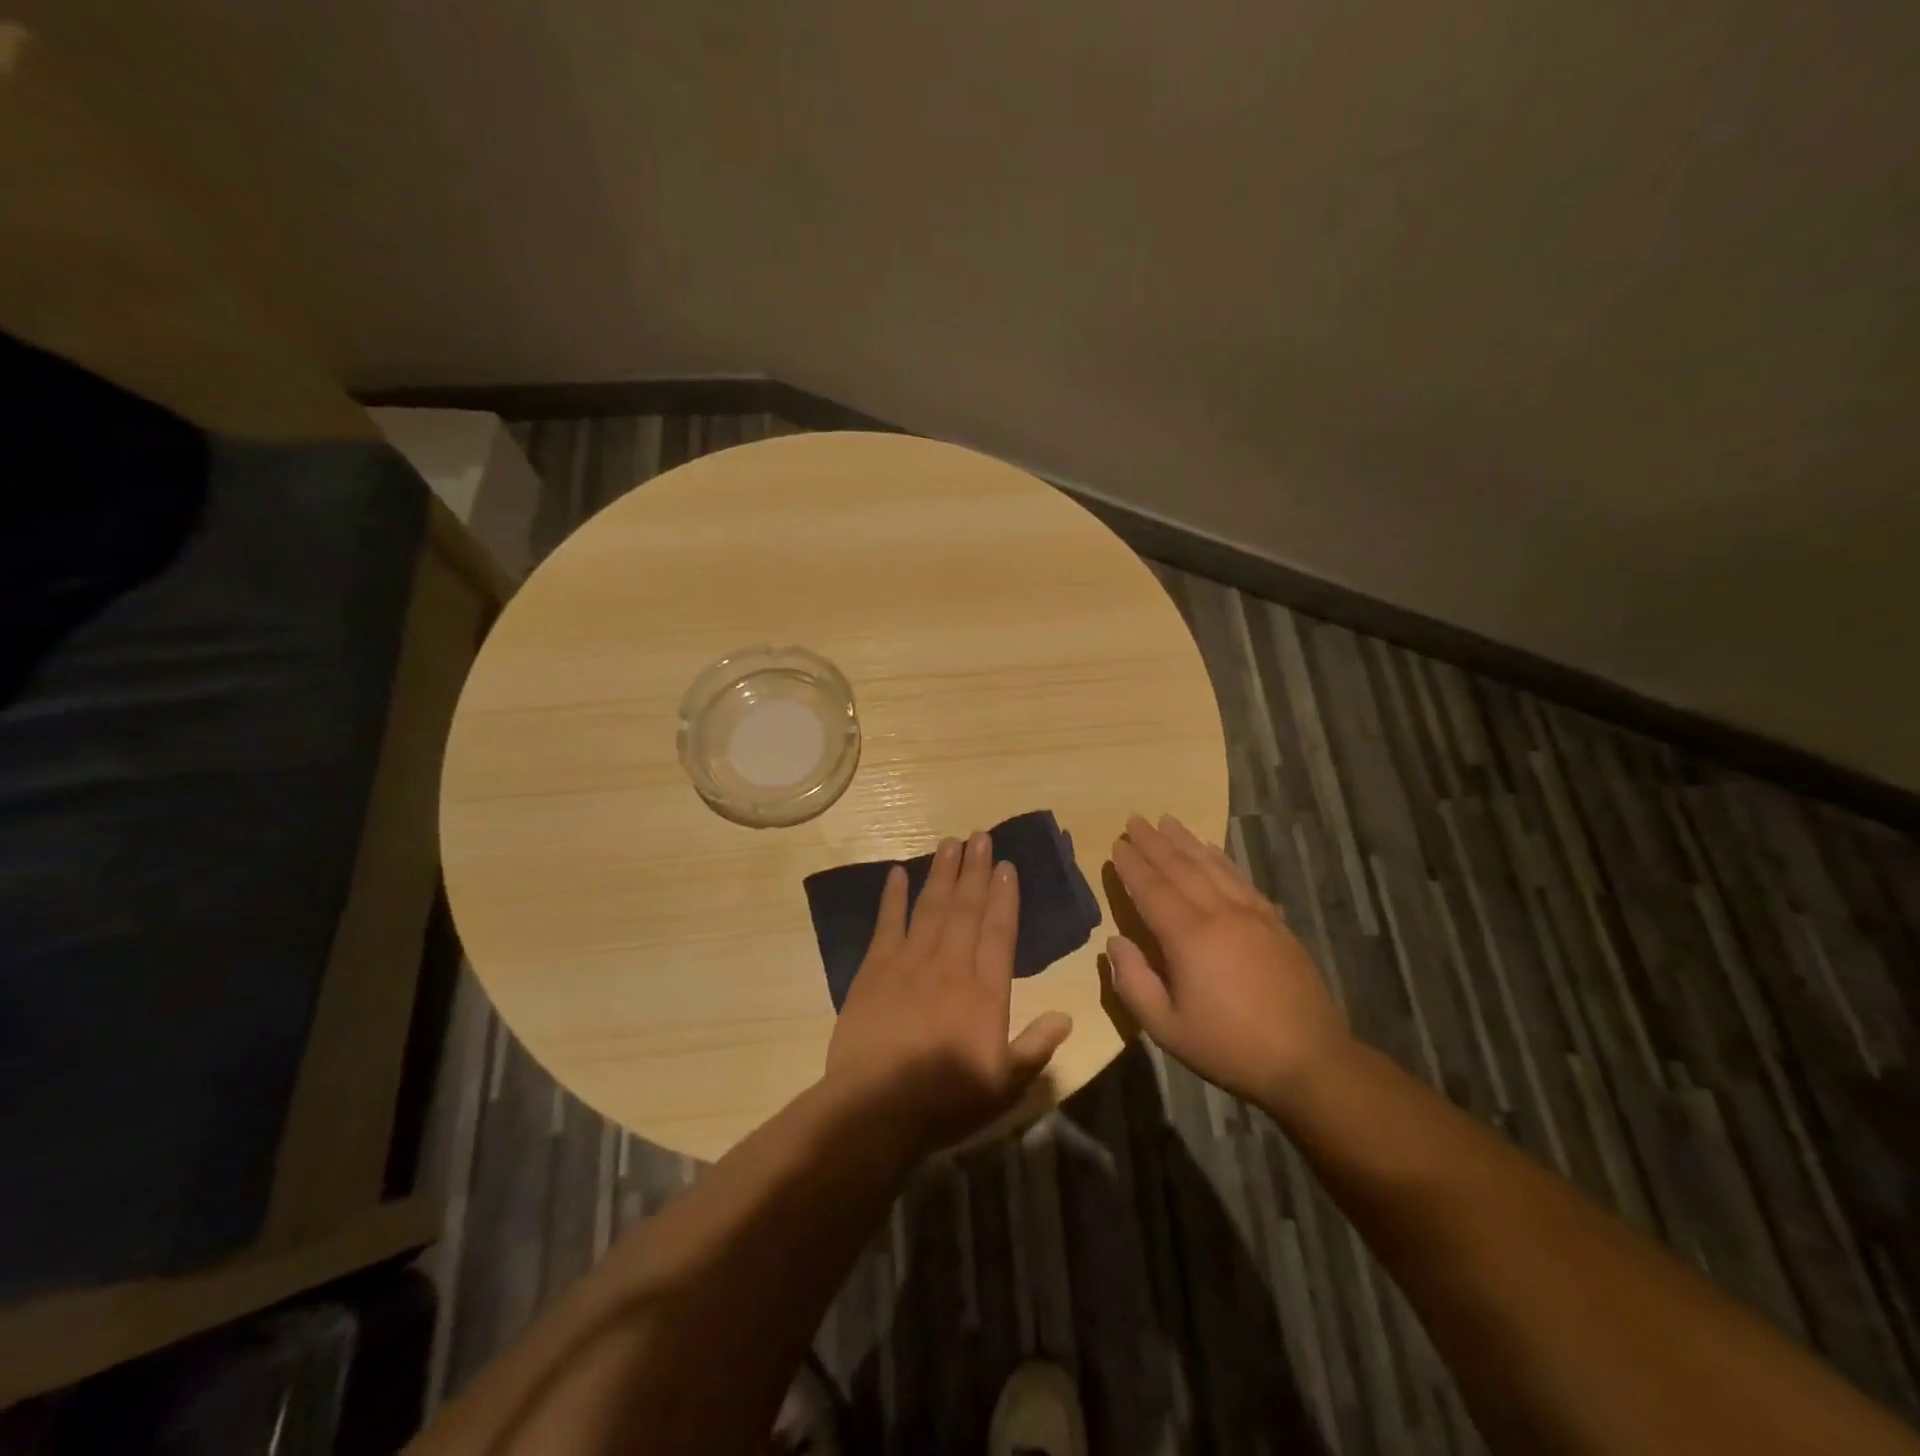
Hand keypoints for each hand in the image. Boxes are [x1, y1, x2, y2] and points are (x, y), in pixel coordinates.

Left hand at [825, 832, 1073, 1152]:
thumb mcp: (1004, 1084)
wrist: (876, 1107)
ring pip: (931, 907)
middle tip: (980, 837)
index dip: (1005, 896)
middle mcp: (951, 964)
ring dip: (942, 872)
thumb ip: (1037, 1046)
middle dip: (975, 870)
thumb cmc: (946, 1098)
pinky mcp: (874, 968)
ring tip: (950, 842)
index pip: (999, 931)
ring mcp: (910, 961)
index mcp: (985, 990)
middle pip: (966, 908)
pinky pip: (887, 923)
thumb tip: (1068, 1016)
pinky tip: (897, 873)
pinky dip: (892, 897)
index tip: (1007, 866)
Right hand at [1105, 814, 1351, 1112]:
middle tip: (1134, 819)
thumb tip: (1115, 943)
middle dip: (1154, 843)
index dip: (1132, 866)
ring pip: (1212, 866)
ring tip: (1167, 821)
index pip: (1152, 890)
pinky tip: (1211, 848)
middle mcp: (1219, 914)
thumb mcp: (1167, 1029)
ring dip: (1186, 841)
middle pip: (1181, 868)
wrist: (1310, 1060)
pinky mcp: (1274, 922)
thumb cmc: (1230, 1047)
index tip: (1117, 843)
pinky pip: (1240, 878)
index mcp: (1189, 938)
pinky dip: (1221, 858)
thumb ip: (1134, 984)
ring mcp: (1251, 914)